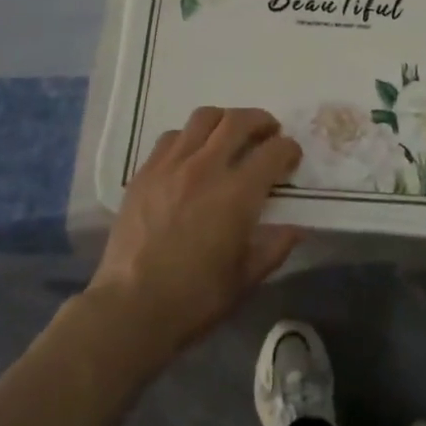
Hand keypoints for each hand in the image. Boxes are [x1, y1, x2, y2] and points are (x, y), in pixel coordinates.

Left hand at [89, 107, 302, 363]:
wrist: (130, 307)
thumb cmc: (195, 298)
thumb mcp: (246, 279)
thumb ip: (275, 247)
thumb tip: (295, 228)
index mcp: (237, 194)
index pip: (274, 152)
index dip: (289, 149)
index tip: (292, 157)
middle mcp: (207, 168)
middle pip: (239, 121)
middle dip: (261, 121)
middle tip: (268, 132)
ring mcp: (172, 165)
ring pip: (204, 118)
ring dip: (225, 120)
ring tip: (230, 134)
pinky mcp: (145, 172)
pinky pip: (172, 136)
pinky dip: (190, 136)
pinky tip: (192, 153)